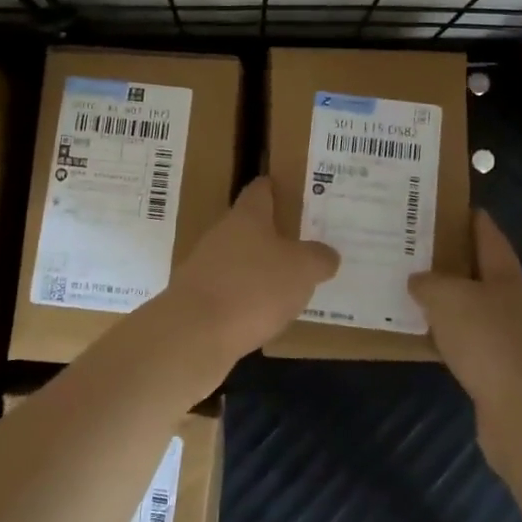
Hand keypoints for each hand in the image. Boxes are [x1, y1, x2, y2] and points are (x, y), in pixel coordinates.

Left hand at [160, 177, 337, 384]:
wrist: (195, 334)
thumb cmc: (253, 287)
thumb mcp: (302, 269)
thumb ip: (318, 258)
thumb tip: (327, 254)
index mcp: (247, 216)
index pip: (261, 189)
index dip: (278, 187)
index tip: (296, 191)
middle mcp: (222, 234)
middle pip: (250, 226)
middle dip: (275, 234)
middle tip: (306, 243)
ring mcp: (205, 267)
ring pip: (240, 260)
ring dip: (261, 269)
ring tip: (292, 283)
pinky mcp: (198, 299)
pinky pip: (231, 291)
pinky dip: (248, 298)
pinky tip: (267, 314)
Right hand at [410, 211, 521, 456]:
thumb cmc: (488, 340)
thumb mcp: (448, 298)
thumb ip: (429, 283)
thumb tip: (419, 281)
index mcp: (507, 276)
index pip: (489, 235)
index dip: (471, 219)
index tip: (447, 205)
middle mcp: (513, 302)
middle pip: (481, 272)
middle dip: (452, 260)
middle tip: (417, 248)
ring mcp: (511, 338)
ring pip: (473, 308)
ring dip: (449, 301)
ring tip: (415, 290)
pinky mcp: (501, 370)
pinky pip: (469, 342)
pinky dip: (449, 335)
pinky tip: (426, 336)